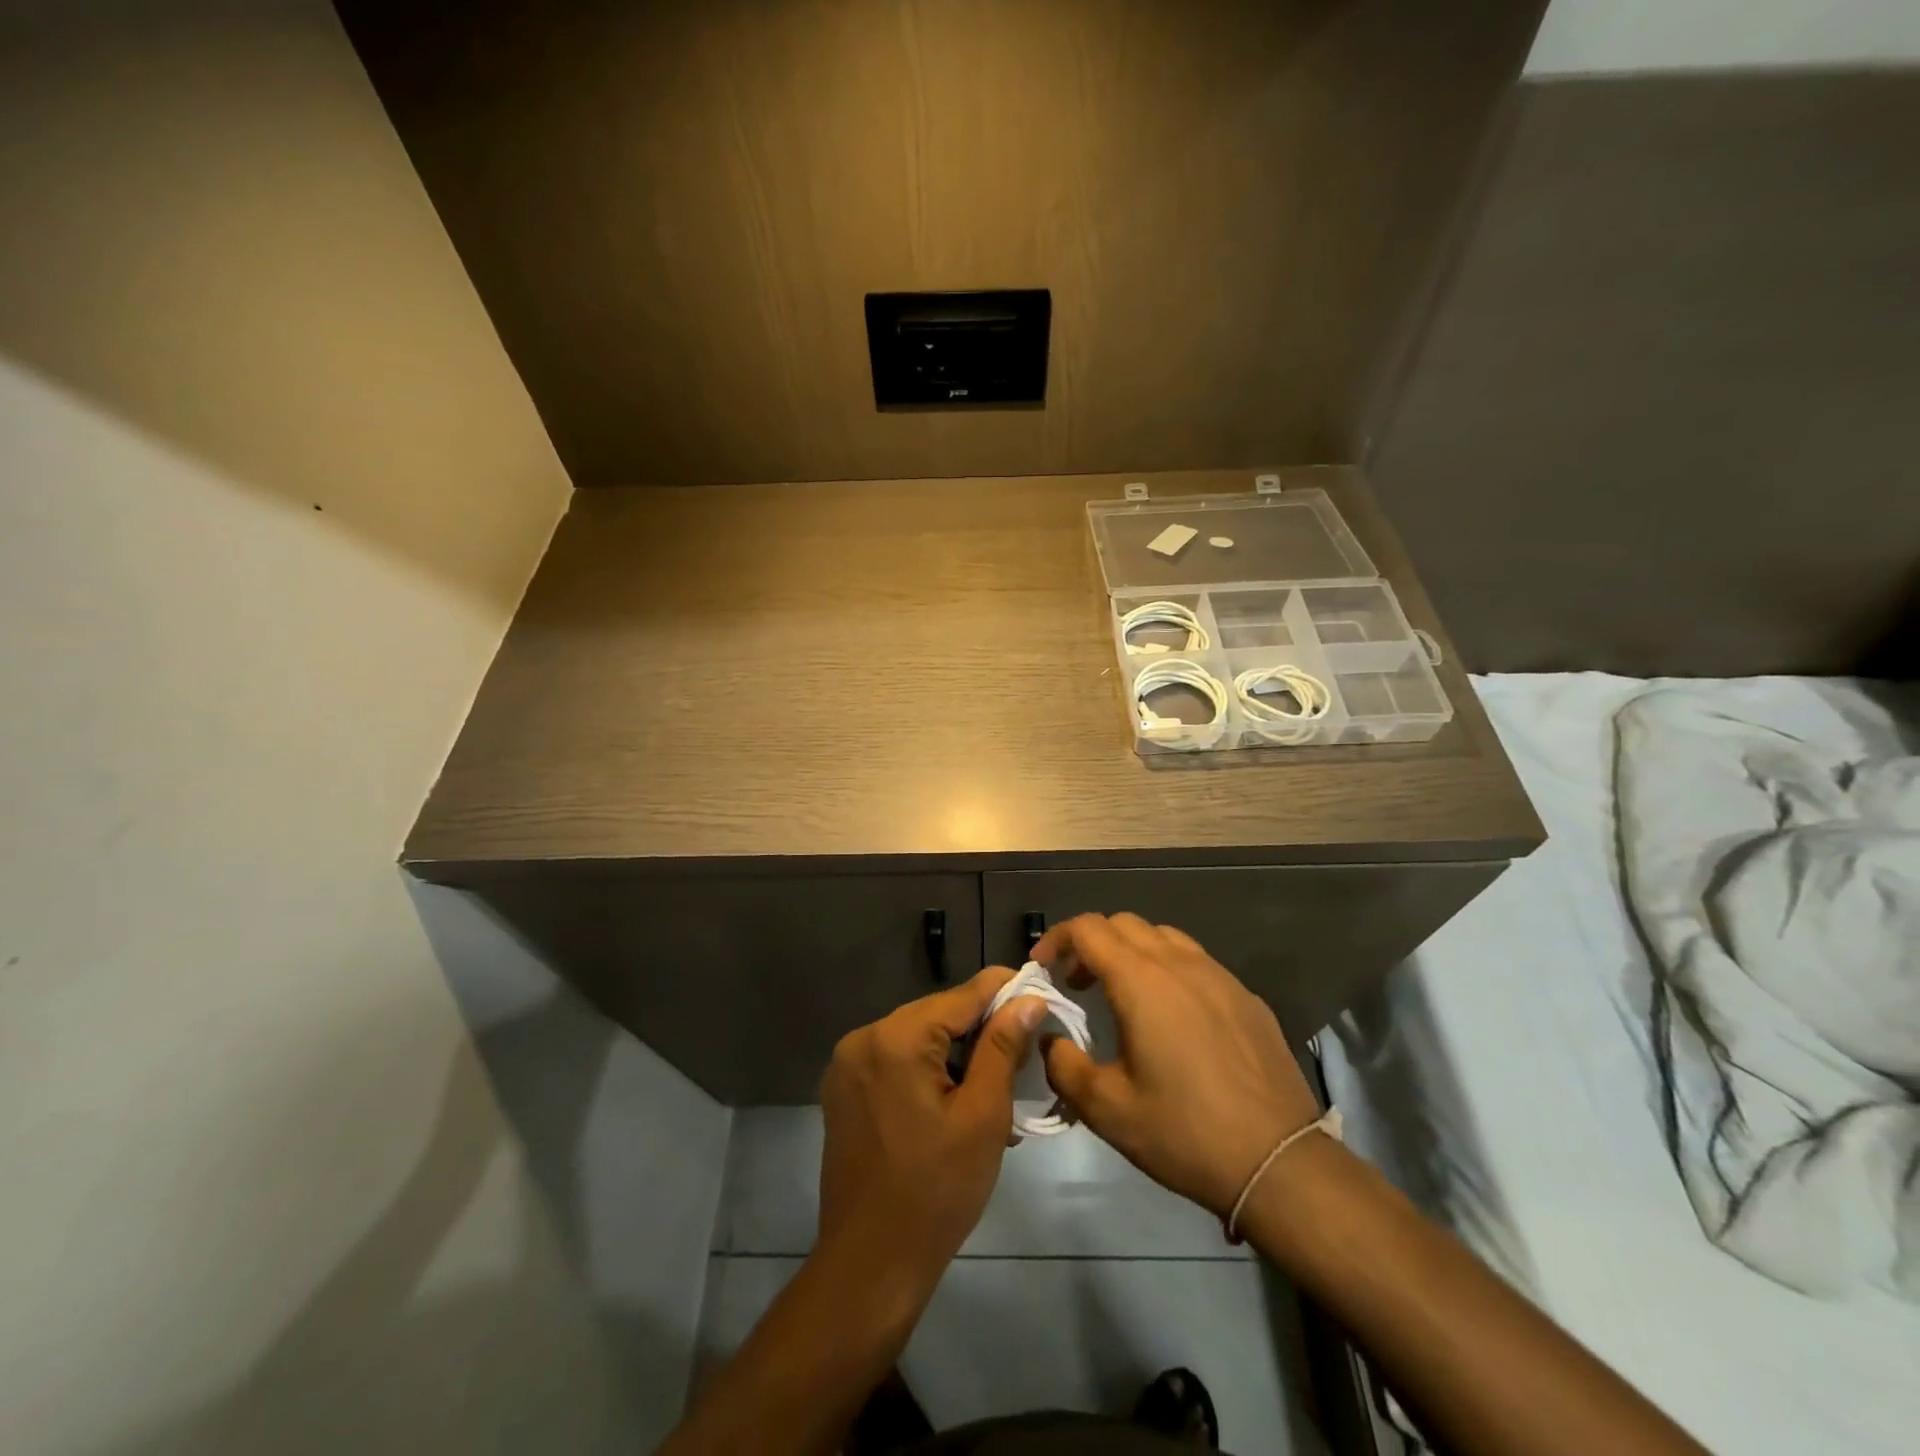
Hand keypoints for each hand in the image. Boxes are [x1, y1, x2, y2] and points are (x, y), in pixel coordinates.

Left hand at [816, 968, 1048, 1301]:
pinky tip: (955, 1096)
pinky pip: (895, 1059)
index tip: (1040, 990)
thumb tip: (1028, 999)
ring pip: (917, 1036)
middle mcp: (865, 1037)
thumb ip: (1002, 1048)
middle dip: (981, 1026)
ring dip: (955, 1050)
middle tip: (1024, 1049)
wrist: (870, 1265)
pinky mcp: (843, 1089)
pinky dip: (927, 1068)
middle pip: (937, 1014)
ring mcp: (848, 1063)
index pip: (962, 996)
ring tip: (995, 1079)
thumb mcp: (983, 1116)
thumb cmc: (937, 1192)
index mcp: (897, 1038)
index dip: (1004, 990)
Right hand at [1035, 913, 1320, 1216]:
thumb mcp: (1106, 1109)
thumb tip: (1050, 1040)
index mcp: (1141, 980)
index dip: (1057, 938)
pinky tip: (1173, 1017)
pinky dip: (1168, 970)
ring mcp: (1219, 976)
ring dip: (1131, 952)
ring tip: (1122, 995)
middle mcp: (1179, 963)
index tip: (1042, 967)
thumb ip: (1063, 1066)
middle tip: (1077, 984)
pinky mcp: (1246, 997)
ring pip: (1163, 937)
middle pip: (1123, 924)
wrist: (1279, 1162)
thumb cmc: (1184, 1132)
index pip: (1087, 928)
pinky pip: (1197, 962)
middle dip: (1091, 944)